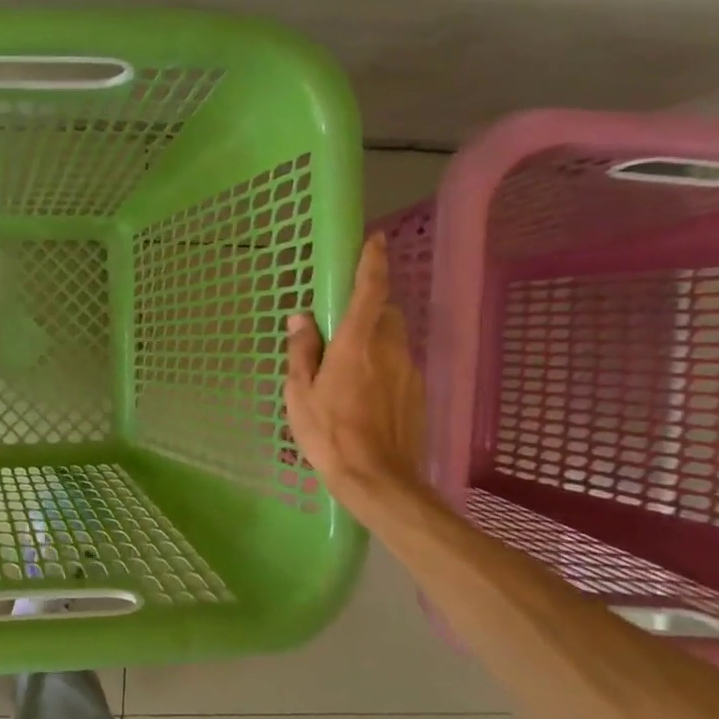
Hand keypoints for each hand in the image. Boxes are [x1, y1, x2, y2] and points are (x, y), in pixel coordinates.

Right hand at [284, 233, 427, 515]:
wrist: (378, 479)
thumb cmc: (329, 433)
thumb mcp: (300, 393)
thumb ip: (303, 351)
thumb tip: (301, 318)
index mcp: (358, 343)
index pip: (371, 291)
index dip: (373, 262)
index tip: (375, 240)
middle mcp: (390, 349)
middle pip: (386, 312)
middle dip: (370, 309)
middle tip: (342, 328)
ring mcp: (409, 371)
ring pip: (395, 339)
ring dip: (376, 339)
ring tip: (350, 367)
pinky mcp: (418, 393)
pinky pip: (400, 364)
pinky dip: (384, 365)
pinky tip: (365, 393)